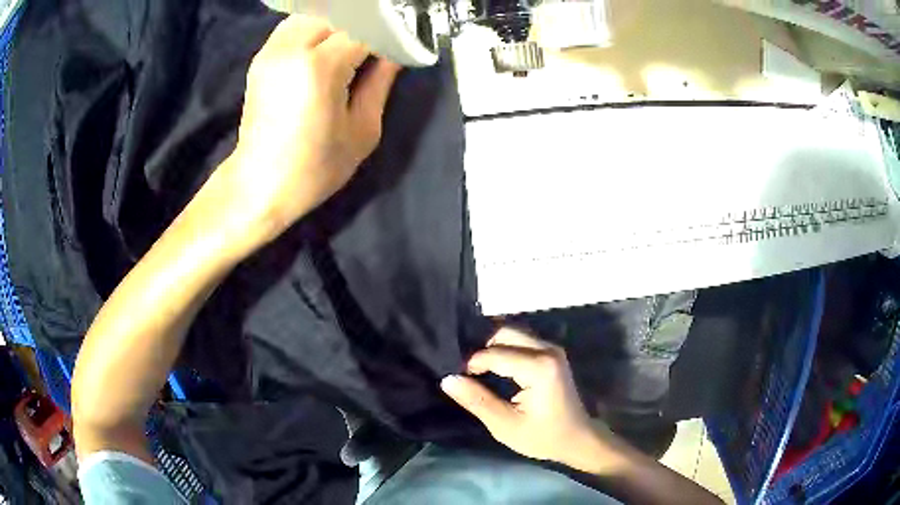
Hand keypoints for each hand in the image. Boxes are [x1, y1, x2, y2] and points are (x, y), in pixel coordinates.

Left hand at [211, 15, 400, 243]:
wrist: (259, 185)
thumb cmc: (314, 169)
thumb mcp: (362, 130)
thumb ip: (381, 82)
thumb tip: (395, 53)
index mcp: (319, 68)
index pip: (365, 28)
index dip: (389, 33)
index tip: (402, 44)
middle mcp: (291, 49)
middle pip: (340, 12)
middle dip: (366, 22)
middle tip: (380, 41)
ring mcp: (272, 50)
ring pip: (316, 12)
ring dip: (341, 21)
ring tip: (354, 42)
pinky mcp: (262, 57)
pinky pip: (297, 24)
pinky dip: (318, 26)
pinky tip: (327, 44)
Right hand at [441, 327, 598, 463]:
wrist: (577, 438)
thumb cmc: (542, 436)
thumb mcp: (505, 425)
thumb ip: (477, 400)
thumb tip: (448, 379)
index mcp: (538, 367)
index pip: (494, 354)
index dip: (472, 364)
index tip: (459, 379)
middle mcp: (548, 350)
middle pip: (505, 333)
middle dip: (482, 348)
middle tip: (466, 370)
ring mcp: (552, 349)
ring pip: (514, 333)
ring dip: (493, 346)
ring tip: (477, 368)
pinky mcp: (552, 353)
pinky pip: (523, 340)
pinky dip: (505, 348)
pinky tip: (495, 365)